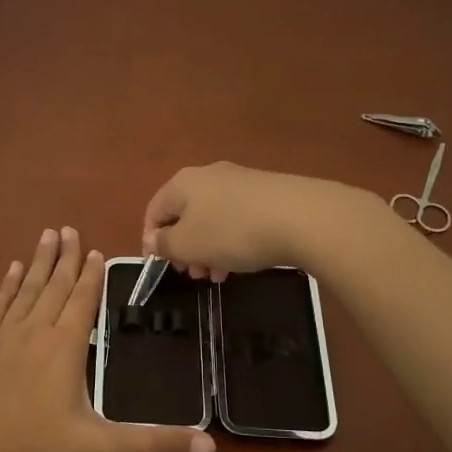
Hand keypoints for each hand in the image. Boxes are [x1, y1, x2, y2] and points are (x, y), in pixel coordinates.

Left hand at [0, 227, 214, 451]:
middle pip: (54, 286)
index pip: (83, 300)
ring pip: (25, 290)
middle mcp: (33, 332)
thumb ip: (154, 444)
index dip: (92, 275)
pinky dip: (6, 285)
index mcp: (64, 348)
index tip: (96, 250)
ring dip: (39, 262)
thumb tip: (210, 445)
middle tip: (69, 228)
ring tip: (46, 235)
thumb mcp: (100, 451)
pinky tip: (11, 271)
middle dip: (65, 257)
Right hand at [142, 163, 380, 279]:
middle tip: (193, 275)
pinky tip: (243, 262)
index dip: (151, 241)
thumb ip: (164, 244)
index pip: (154, 211)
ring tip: (218, 276)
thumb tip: (154, 239)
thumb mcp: (187, 244)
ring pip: (212, 219)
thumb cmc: (232, 231)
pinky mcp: (266, 193)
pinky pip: (237, 219)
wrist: (300, 217)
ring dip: (208, 249)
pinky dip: (232, 241)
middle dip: (184, 248)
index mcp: (182, 183)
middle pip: (184, 215)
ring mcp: (240, 182)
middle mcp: (208, 175)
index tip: (161, 267)